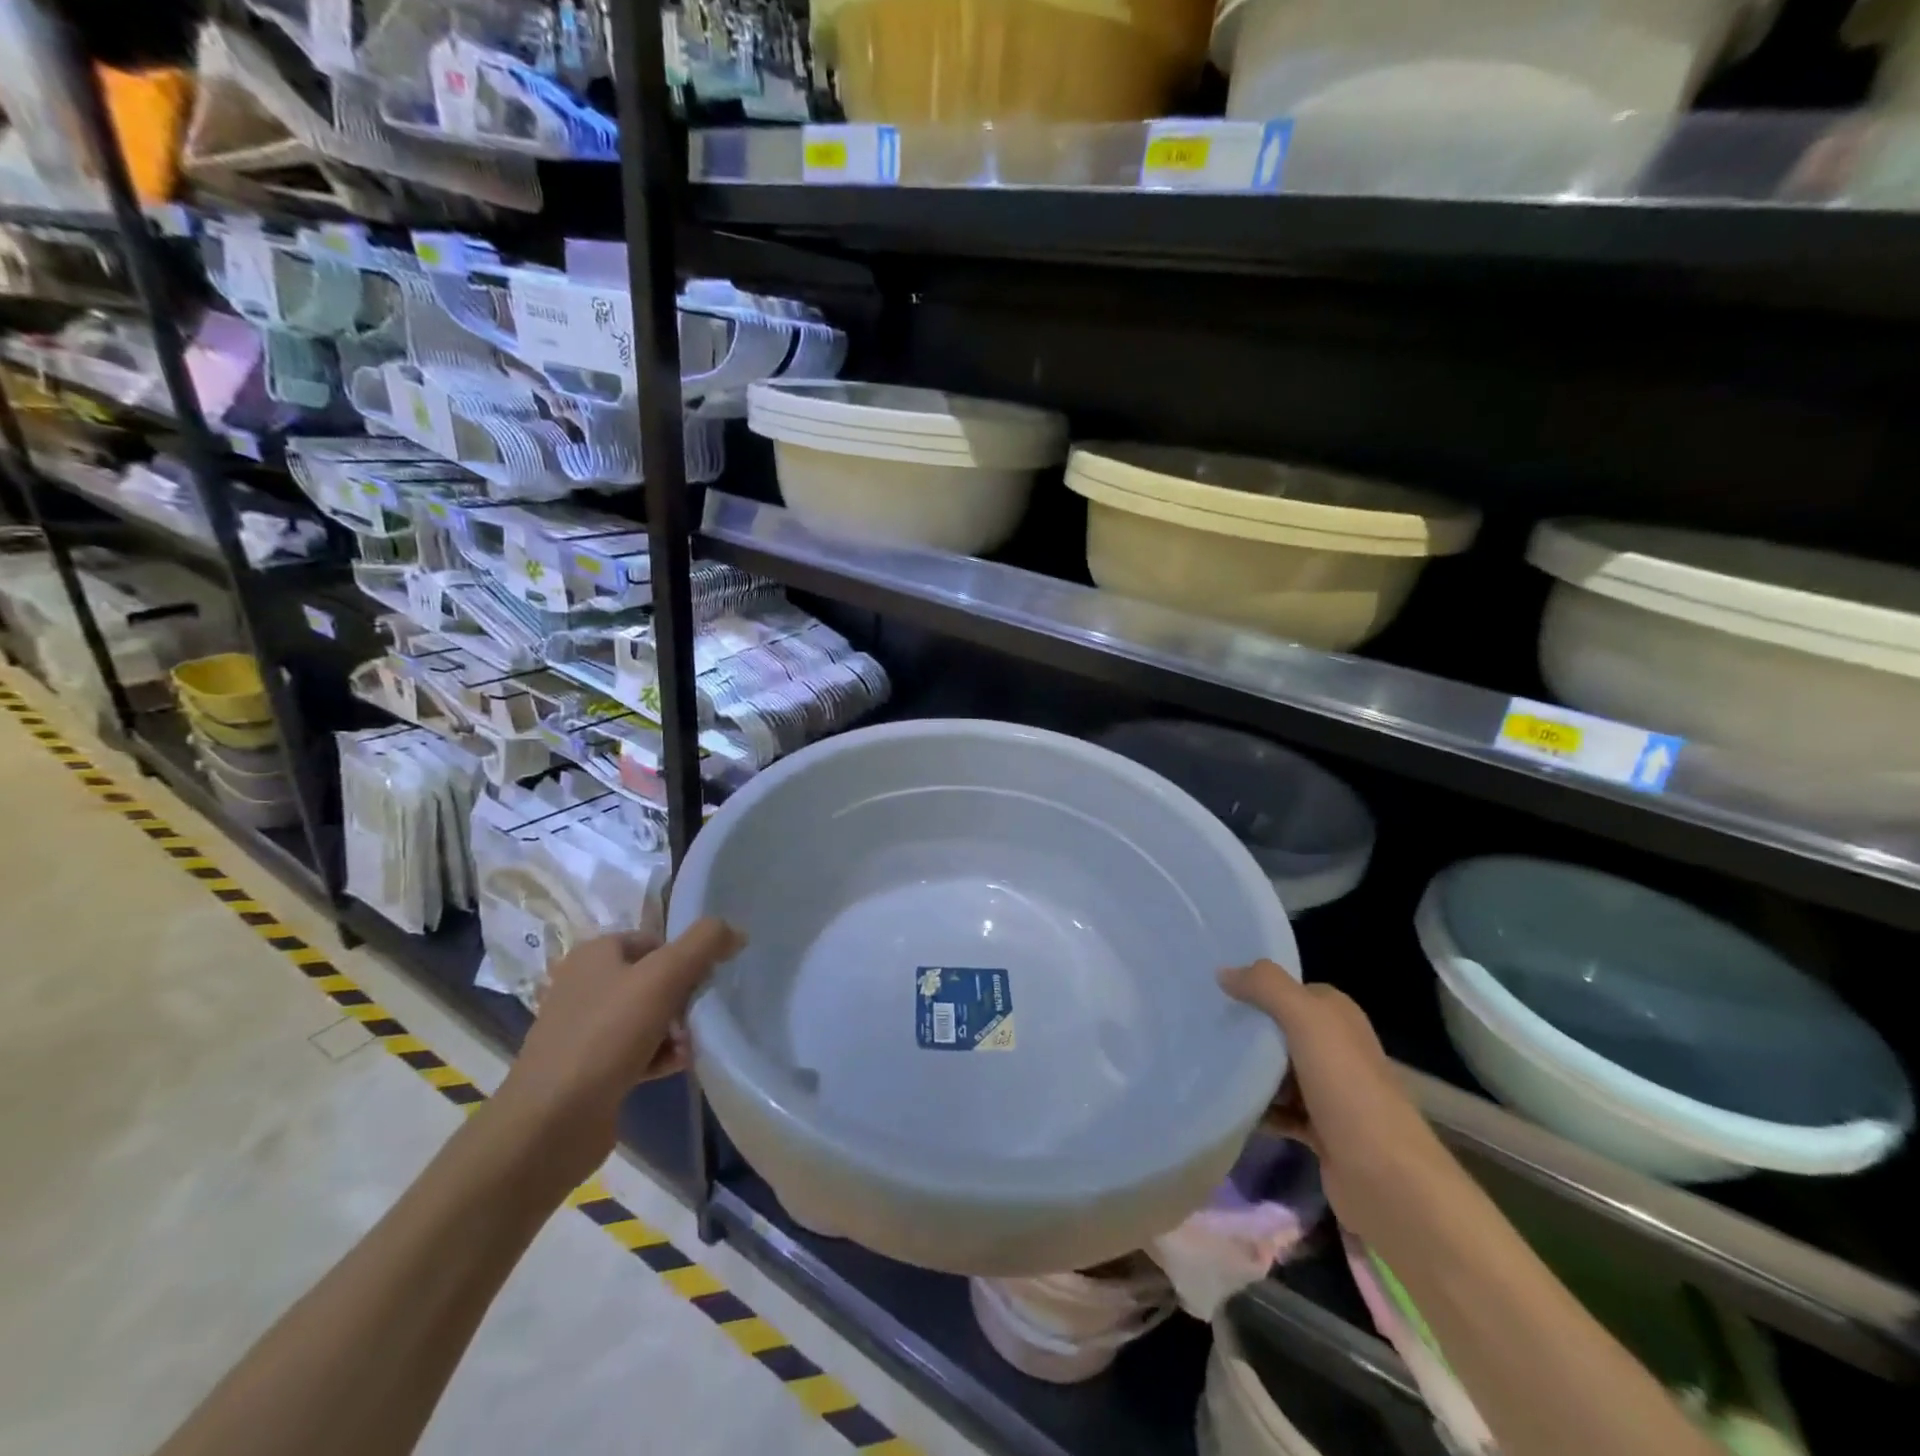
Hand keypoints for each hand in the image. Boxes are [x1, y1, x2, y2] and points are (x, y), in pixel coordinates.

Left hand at [492, 918, 745, 1188]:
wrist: (550, 1124)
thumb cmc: (606, 1036)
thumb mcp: (663, 977)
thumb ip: (704, 944)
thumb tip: (736, 931)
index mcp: (594, 954)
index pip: (657, 940)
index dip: (686, 957)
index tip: (707, 981)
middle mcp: (586, 985)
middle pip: (655, 978)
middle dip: (685, 997)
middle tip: (702, 1016)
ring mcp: (585, 1029)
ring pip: (649, 1016)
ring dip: (678, 1029)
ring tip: (693, 1045)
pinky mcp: (590, 1068)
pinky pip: (638, 1050)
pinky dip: (661, 1055)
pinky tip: (680, 1065)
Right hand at [1220, 960, 1451, 1246]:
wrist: (1387, 1180)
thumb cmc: (1347, 1089)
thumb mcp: (1307, 1021)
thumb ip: (1267, 987)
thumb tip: (1223, 971)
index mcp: (1337, 1016)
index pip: (1288, 990)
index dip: (1254, 988)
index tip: (1213, 992)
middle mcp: (1336, 1048)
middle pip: (1278, 1029)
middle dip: (1245, 1030)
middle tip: (1201, 1028)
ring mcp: (1329, 1091)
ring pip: (1276, 1070)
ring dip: (1247, 1072)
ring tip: (1205, 1065)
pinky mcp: (1319, 1129)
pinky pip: (1277, 1110)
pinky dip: (1256, 1109)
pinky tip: (1228, 1107)